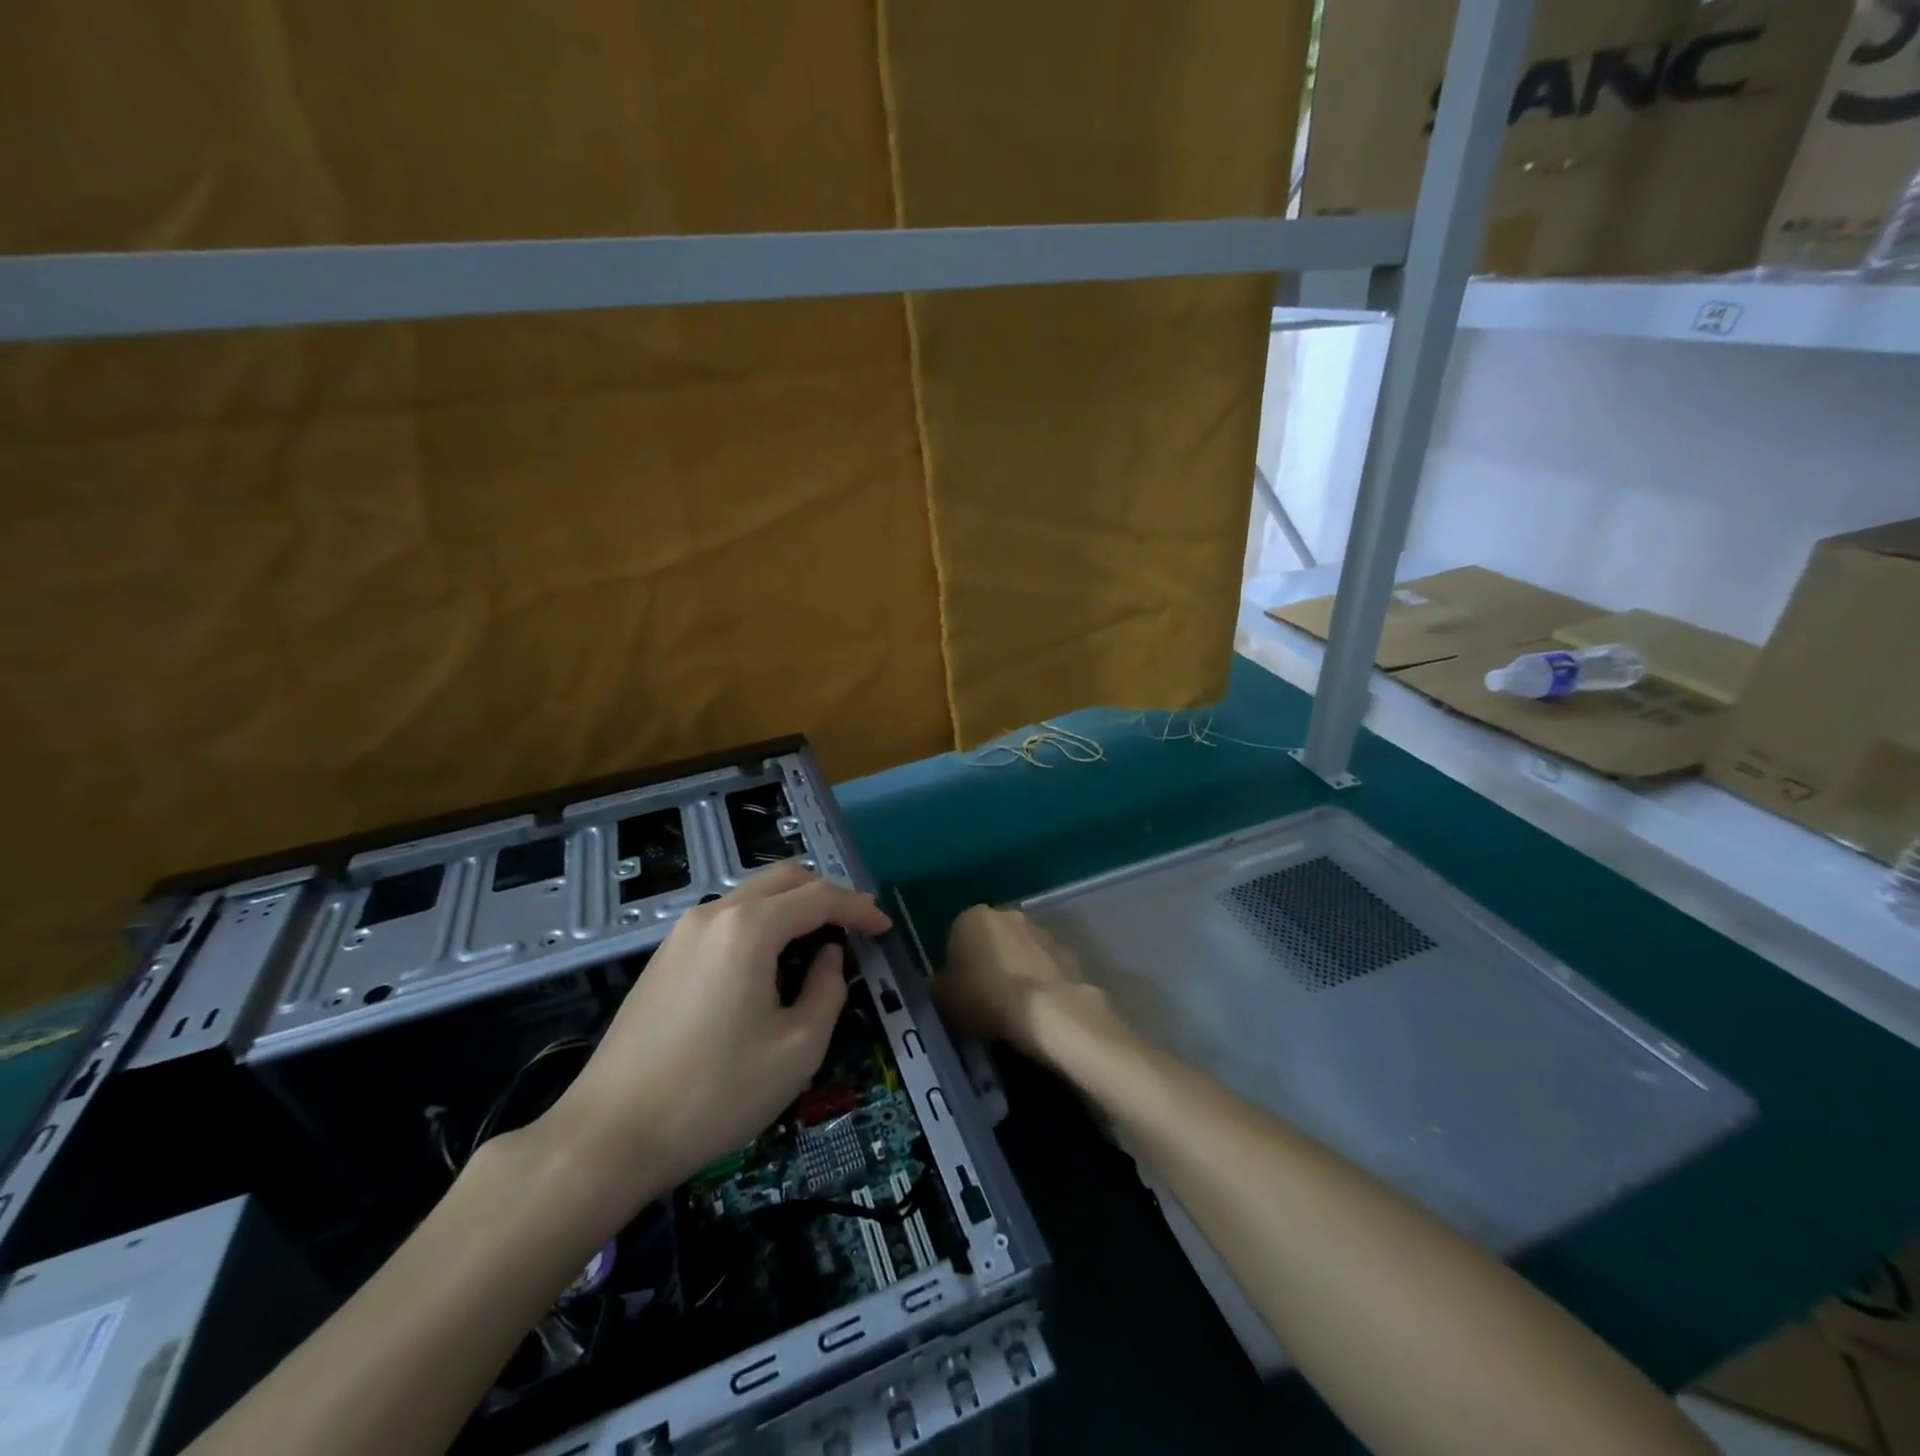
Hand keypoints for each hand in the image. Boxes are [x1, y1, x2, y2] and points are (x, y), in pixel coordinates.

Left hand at [537, 862, 891, 1219]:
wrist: (609, 1136)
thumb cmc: (715, 1093)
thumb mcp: (797, 1049)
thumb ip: (827, 990)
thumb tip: (827, 958)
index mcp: (749, 928)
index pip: (819, 897)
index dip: (858, 909)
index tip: (885, 928)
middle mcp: (714, 914)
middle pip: (784, 879)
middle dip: (827, 894)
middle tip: (857, 924)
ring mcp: (683, 932)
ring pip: (753, 895)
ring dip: (793, 906)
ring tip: (820, 939)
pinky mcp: (665, 956)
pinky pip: (728, 919)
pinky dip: (762, 923)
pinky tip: (772, 959)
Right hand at [936, 905, 1106, 1055]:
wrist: (1045, 1010)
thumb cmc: (985, 997)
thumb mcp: (944, 998)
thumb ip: (941, 984)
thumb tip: (946, 983)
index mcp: (971, 918)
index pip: (957, 936)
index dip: (957, 965)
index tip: (961, 990)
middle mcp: (1007, 914)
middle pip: (991, 937)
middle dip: (989, 960)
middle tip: (986, 996)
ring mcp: (1040, 930)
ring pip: (1020, 948)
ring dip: (1017, 967)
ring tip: (1015, 1005)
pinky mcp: (1066, 951)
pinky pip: (1045, 965)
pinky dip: (1040, 979)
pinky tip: (1038, 1006)